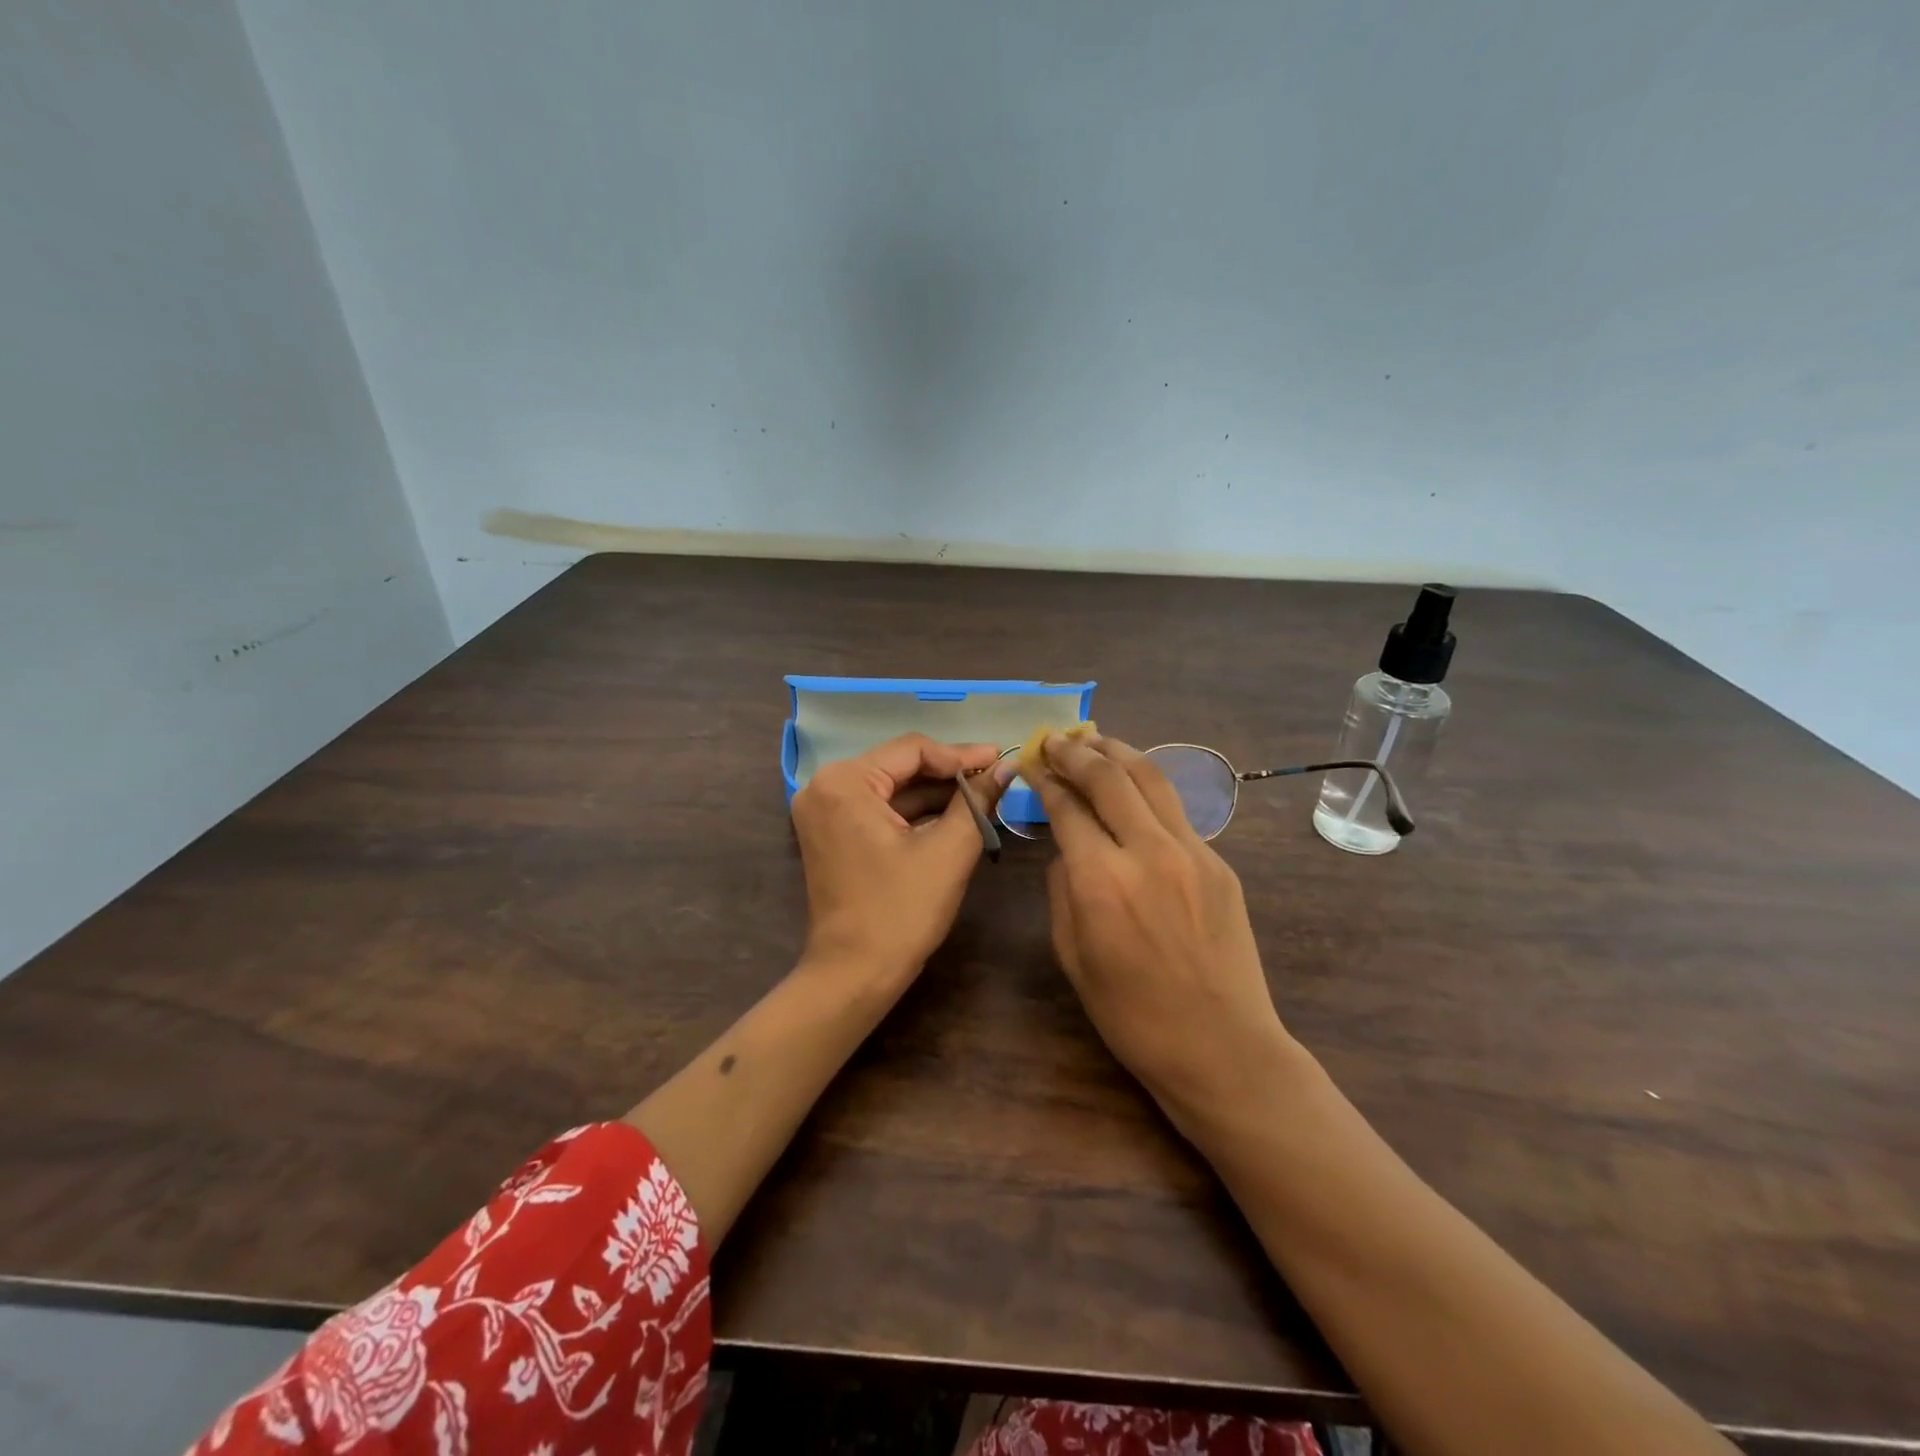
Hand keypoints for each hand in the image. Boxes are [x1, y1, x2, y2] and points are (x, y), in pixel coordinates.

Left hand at [791, 733, 1005, 986]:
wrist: (854, 975)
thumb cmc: (901, 911)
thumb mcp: (948, 851)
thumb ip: (978, 801)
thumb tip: (1007, 767)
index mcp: (845, 782)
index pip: (912, 749)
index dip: (961, 755)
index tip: (1000, 760)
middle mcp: (825, 786)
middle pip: (899, 765)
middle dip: (949, 773)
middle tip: (996, 776)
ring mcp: (824, 810)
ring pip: (891, 787)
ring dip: (935, 793)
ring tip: (983, 795)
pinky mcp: (831, 833)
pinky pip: (878, 808)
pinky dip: (914, 812)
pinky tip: (953, 814)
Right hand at [1029, 731, 1291, 1130]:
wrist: (1221, 1045)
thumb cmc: (1131, 1014)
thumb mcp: (1072, 955)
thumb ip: (1063, 889)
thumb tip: (1070, 848)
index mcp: (1100, 881)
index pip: (1067, 807)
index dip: (1045, 779)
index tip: (1031, 762)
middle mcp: (1147, 852)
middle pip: (1109, 778)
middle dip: (1077, 752)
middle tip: (1057, 740)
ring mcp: (1191, 853)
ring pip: (1151, 779)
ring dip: (1118, 752)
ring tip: (1095, 740)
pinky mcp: (1218, 863)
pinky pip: (1176, 812)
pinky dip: (1147, 788)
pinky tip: (1134, 786)